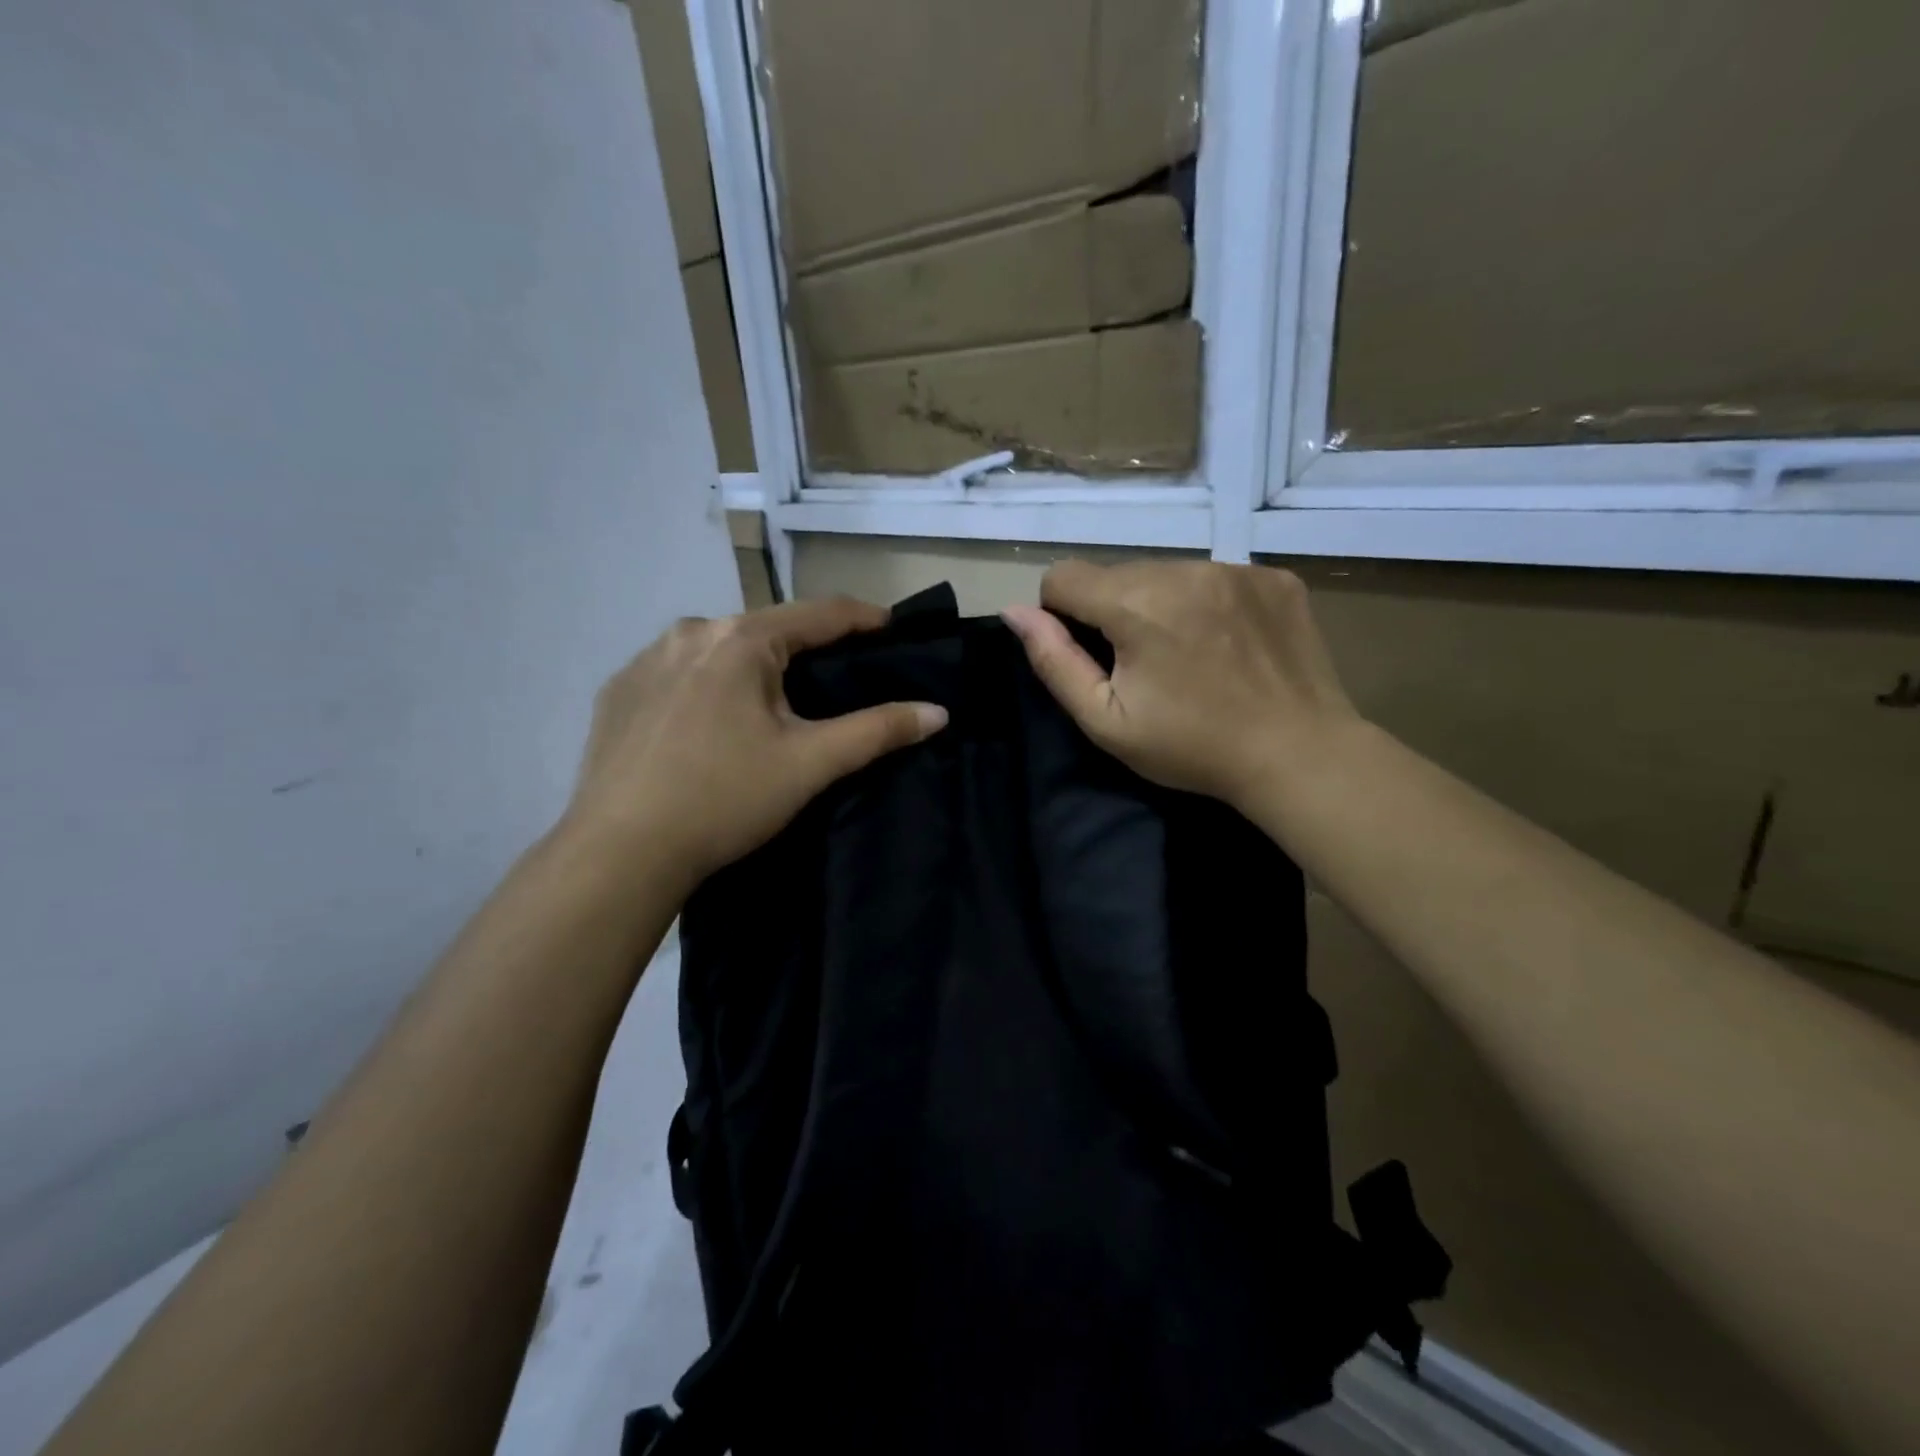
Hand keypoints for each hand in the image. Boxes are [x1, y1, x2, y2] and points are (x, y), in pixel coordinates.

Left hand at [560, 598, 946, 894]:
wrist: (619, 852)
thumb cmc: (724, 799)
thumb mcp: (810, 764)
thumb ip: (878, 731)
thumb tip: (938, 712)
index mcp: (740, 639)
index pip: (820, 613)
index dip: (864, 619)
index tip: (894, 630)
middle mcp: (690, 632)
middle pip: (767, 630)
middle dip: (805, 650)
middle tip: (835, 682)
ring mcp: (645, 659)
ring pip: (719, 650)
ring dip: (753, 668)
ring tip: (772, 708)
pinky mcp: (618, 692)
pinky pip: (679, 674)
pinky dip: (707, 687)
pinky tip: (710, 726)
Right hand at [1002, 560, 1359, 815]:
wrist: (1299, 755)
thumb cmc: (1191, 747)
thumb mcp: (1105, 721)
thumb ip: (1054, 662)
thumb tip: (1014, 612)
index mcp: (1136, 604)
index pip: (1063, 576)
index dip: (1061, 615)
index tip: (1090, 656)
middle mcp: (1185, 569)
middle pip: (1116, 574)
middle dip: (1113, 612)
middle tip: (1144, 666)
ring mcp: (1236, 568)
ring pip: (1166, 573)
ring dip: (1160, 605)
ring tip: (1188, 656)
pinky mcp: (1273, 577)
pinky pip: (1215, 577)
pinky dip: (1207, 603)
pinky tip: (1227, 645)